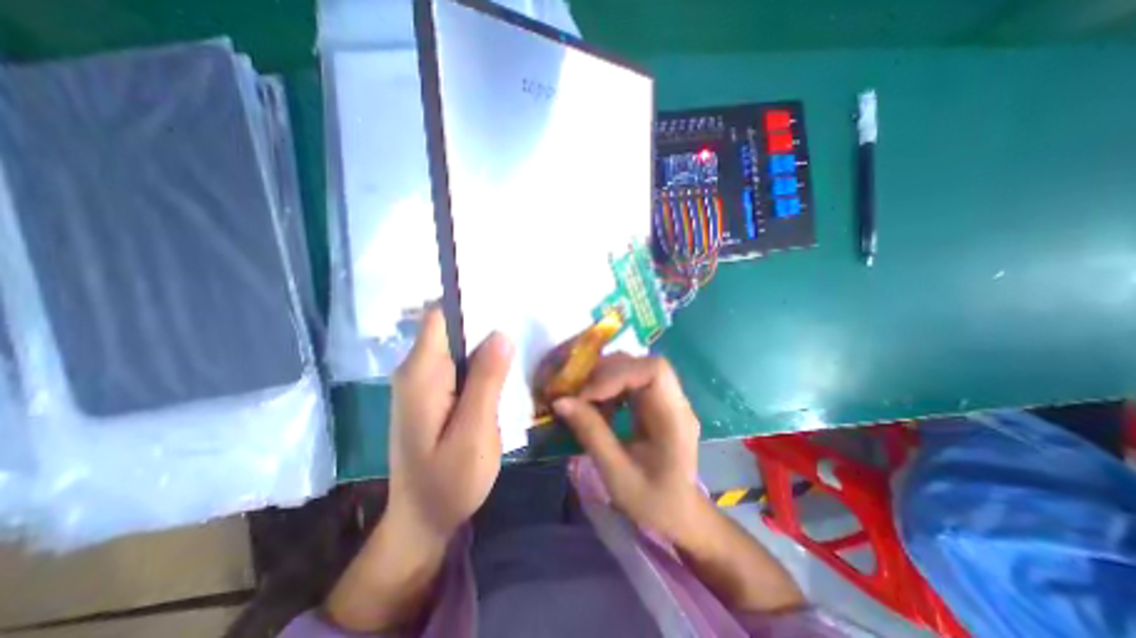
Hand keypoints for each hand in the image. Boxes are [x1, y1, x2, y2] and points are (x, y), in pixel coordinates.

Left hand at [325, 308, 511, 631]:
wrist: (422, 520)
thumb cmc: (448, 483)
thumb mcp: (473, 434)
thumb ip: (486, 382)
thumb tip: (501, 334)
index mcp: (421, 374)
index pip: (440, 317)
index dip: (470, 303)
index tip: (505, 299)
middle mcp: (417, 371)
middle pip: (450, 328)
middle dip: (484, 320)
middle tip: (524, 320)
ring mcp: (424, 382)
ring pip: (457, 345)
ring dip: (486, 341)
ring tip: (521, 339)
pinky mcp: (433, 393)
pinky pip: (459, 363)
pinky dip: (481, 360)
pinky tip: (505, 366)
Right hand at [556, 353, 707, 541]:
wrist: (680, 516)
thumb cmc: (653, 502)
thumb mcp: (617, 474)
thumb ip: (591, 433)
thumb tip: (560, 401)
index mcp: (674, 419)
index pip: (654, 371)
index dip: (618, 374)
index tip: (587, 395)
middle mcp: (675, 401)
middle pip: (643, 364)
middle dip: (608, 372)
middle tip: (578, 391)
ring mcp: (667, 400)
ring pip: (636, 368)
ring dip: (607, 377)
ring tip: (585, 397)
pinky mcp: (656, 403)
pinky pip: (633, 382)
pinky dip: (611, 386)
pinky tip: (599, 405)